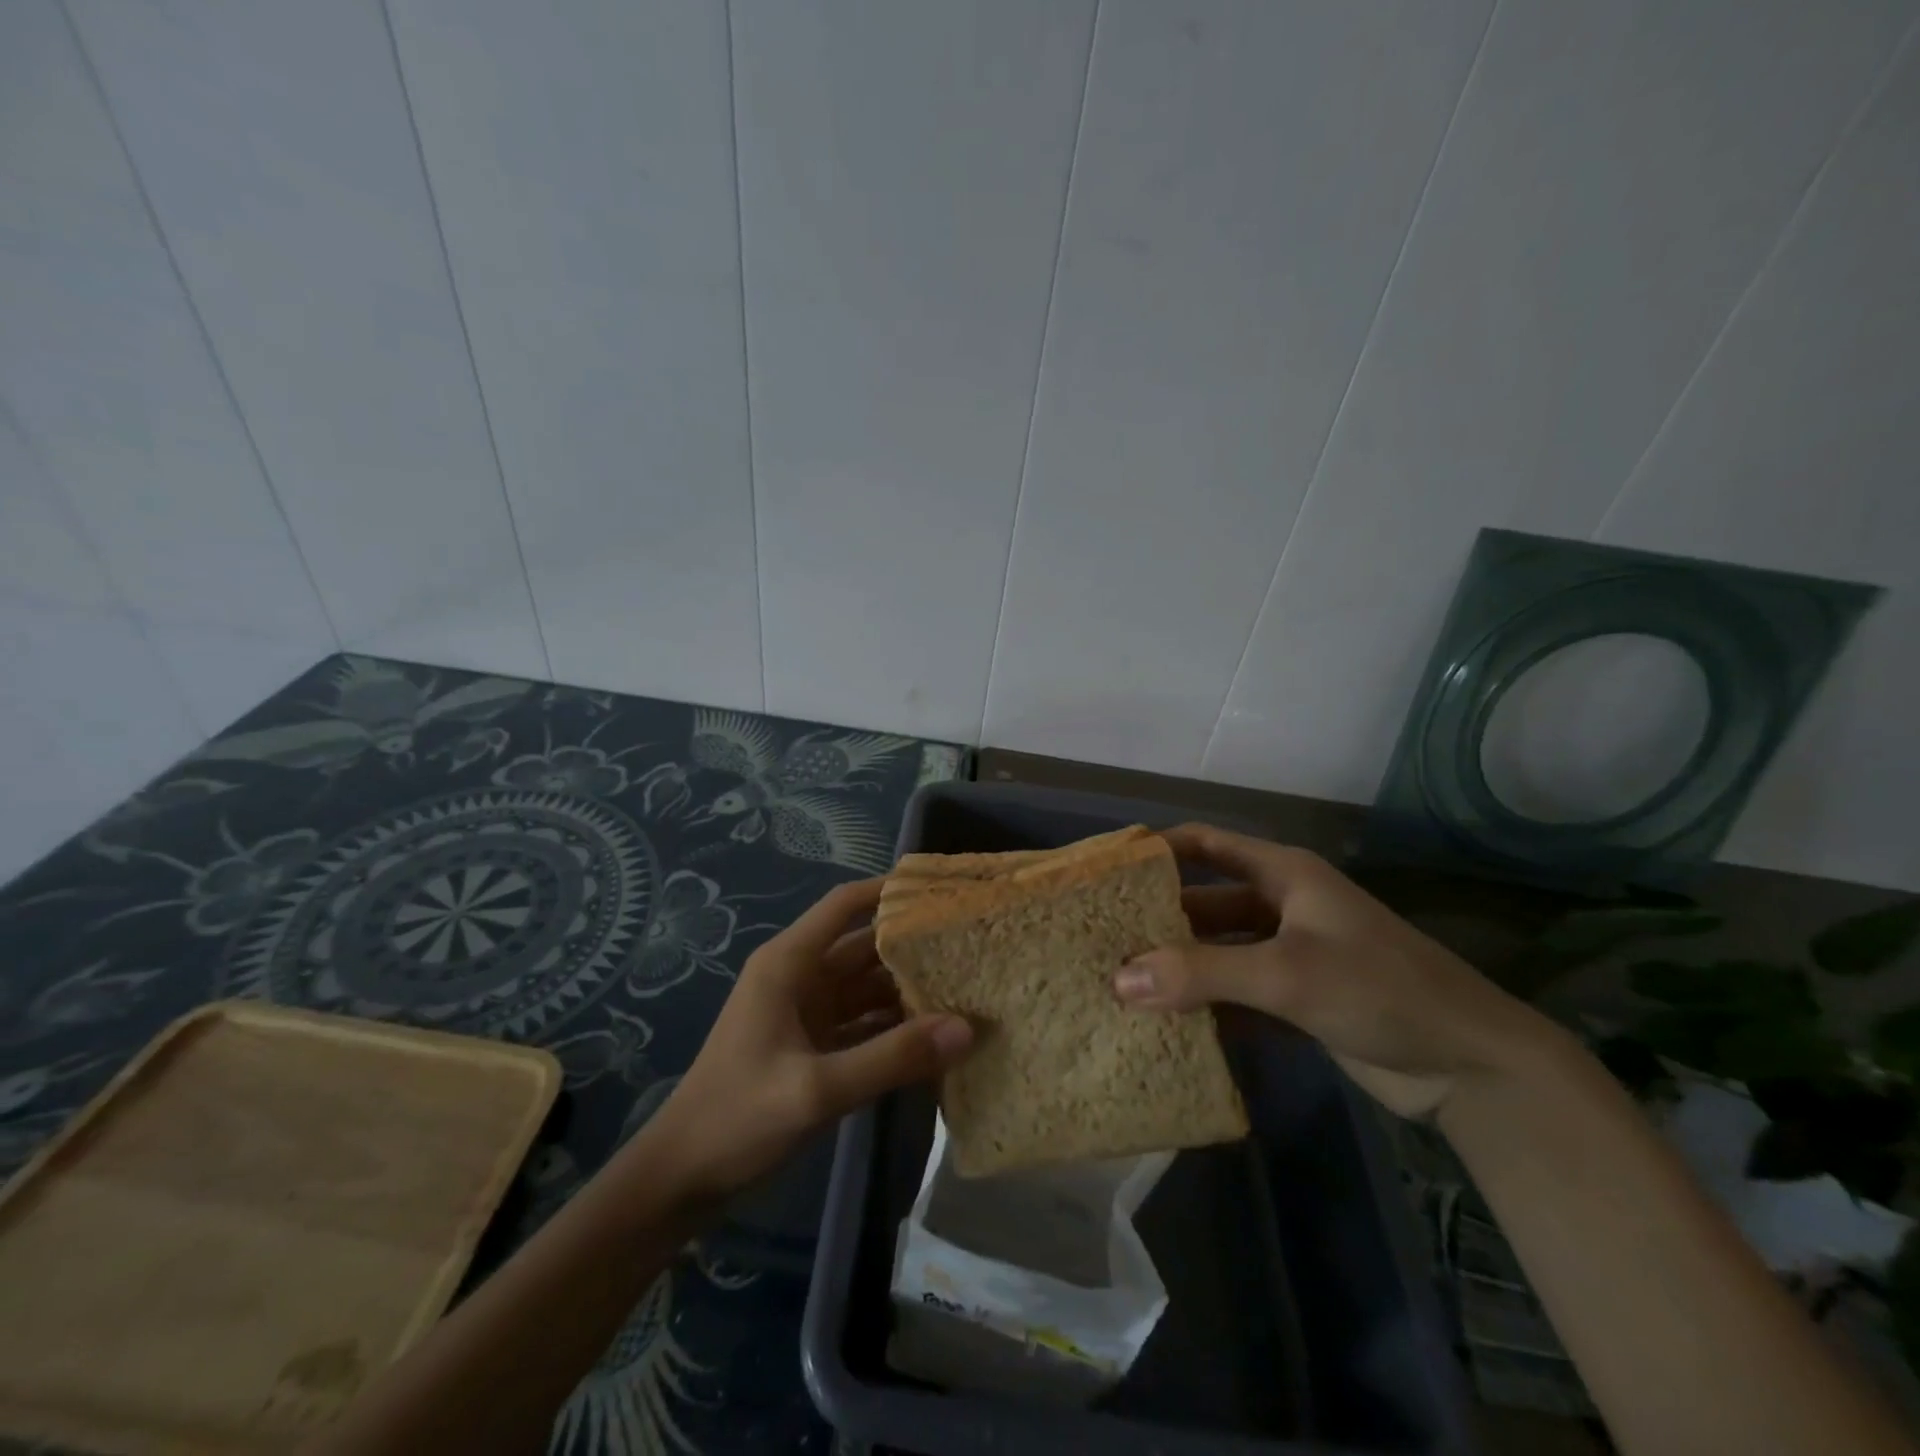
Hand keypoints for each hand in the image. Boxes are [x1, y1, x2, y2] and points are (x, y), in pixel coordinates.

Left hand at [649, 878, 972, 1198]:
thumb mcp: (817, 1089)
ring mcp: (807, 1013)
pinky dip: (895, 1028)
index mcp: (789, 964)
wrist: (681, 1180)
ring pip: (868, 987)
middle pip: (865, 947)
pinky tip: (937, 1037)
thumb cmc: (738, 1118)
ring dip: (909, 990)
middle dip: (913, 946)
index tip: (940, 890)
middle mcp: (800, 978)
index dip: (889, 890)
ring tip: (968, 987)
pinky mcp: (814, 1047)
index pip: (845, 905)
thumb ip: (892, 1057)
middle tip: (972, 946)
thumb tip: (966, 1028)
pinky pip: (864, 1024)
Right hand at [1116, 824, 1549, 1117]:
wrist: (1471, 1067)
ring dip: (1179, 966)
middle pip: (1206, 902)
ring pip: (1219, 951)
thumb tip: (1118, 980)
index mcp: (1283, 875)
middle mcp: (1282, 906)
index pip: (1206, 844)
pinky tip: (1165, 1023)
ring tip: (1121, 984)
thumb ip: (1202, 973)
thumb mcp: (1286, 974)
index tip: (1107, 870)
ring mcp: (1291, 954)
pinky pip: (1237, 992)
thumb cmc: (1379, 990)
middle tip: (1102, 940)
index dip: (1158, 850)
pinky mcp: (1298, 999)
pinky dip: (1206, 1004)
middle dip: (1159, 920)